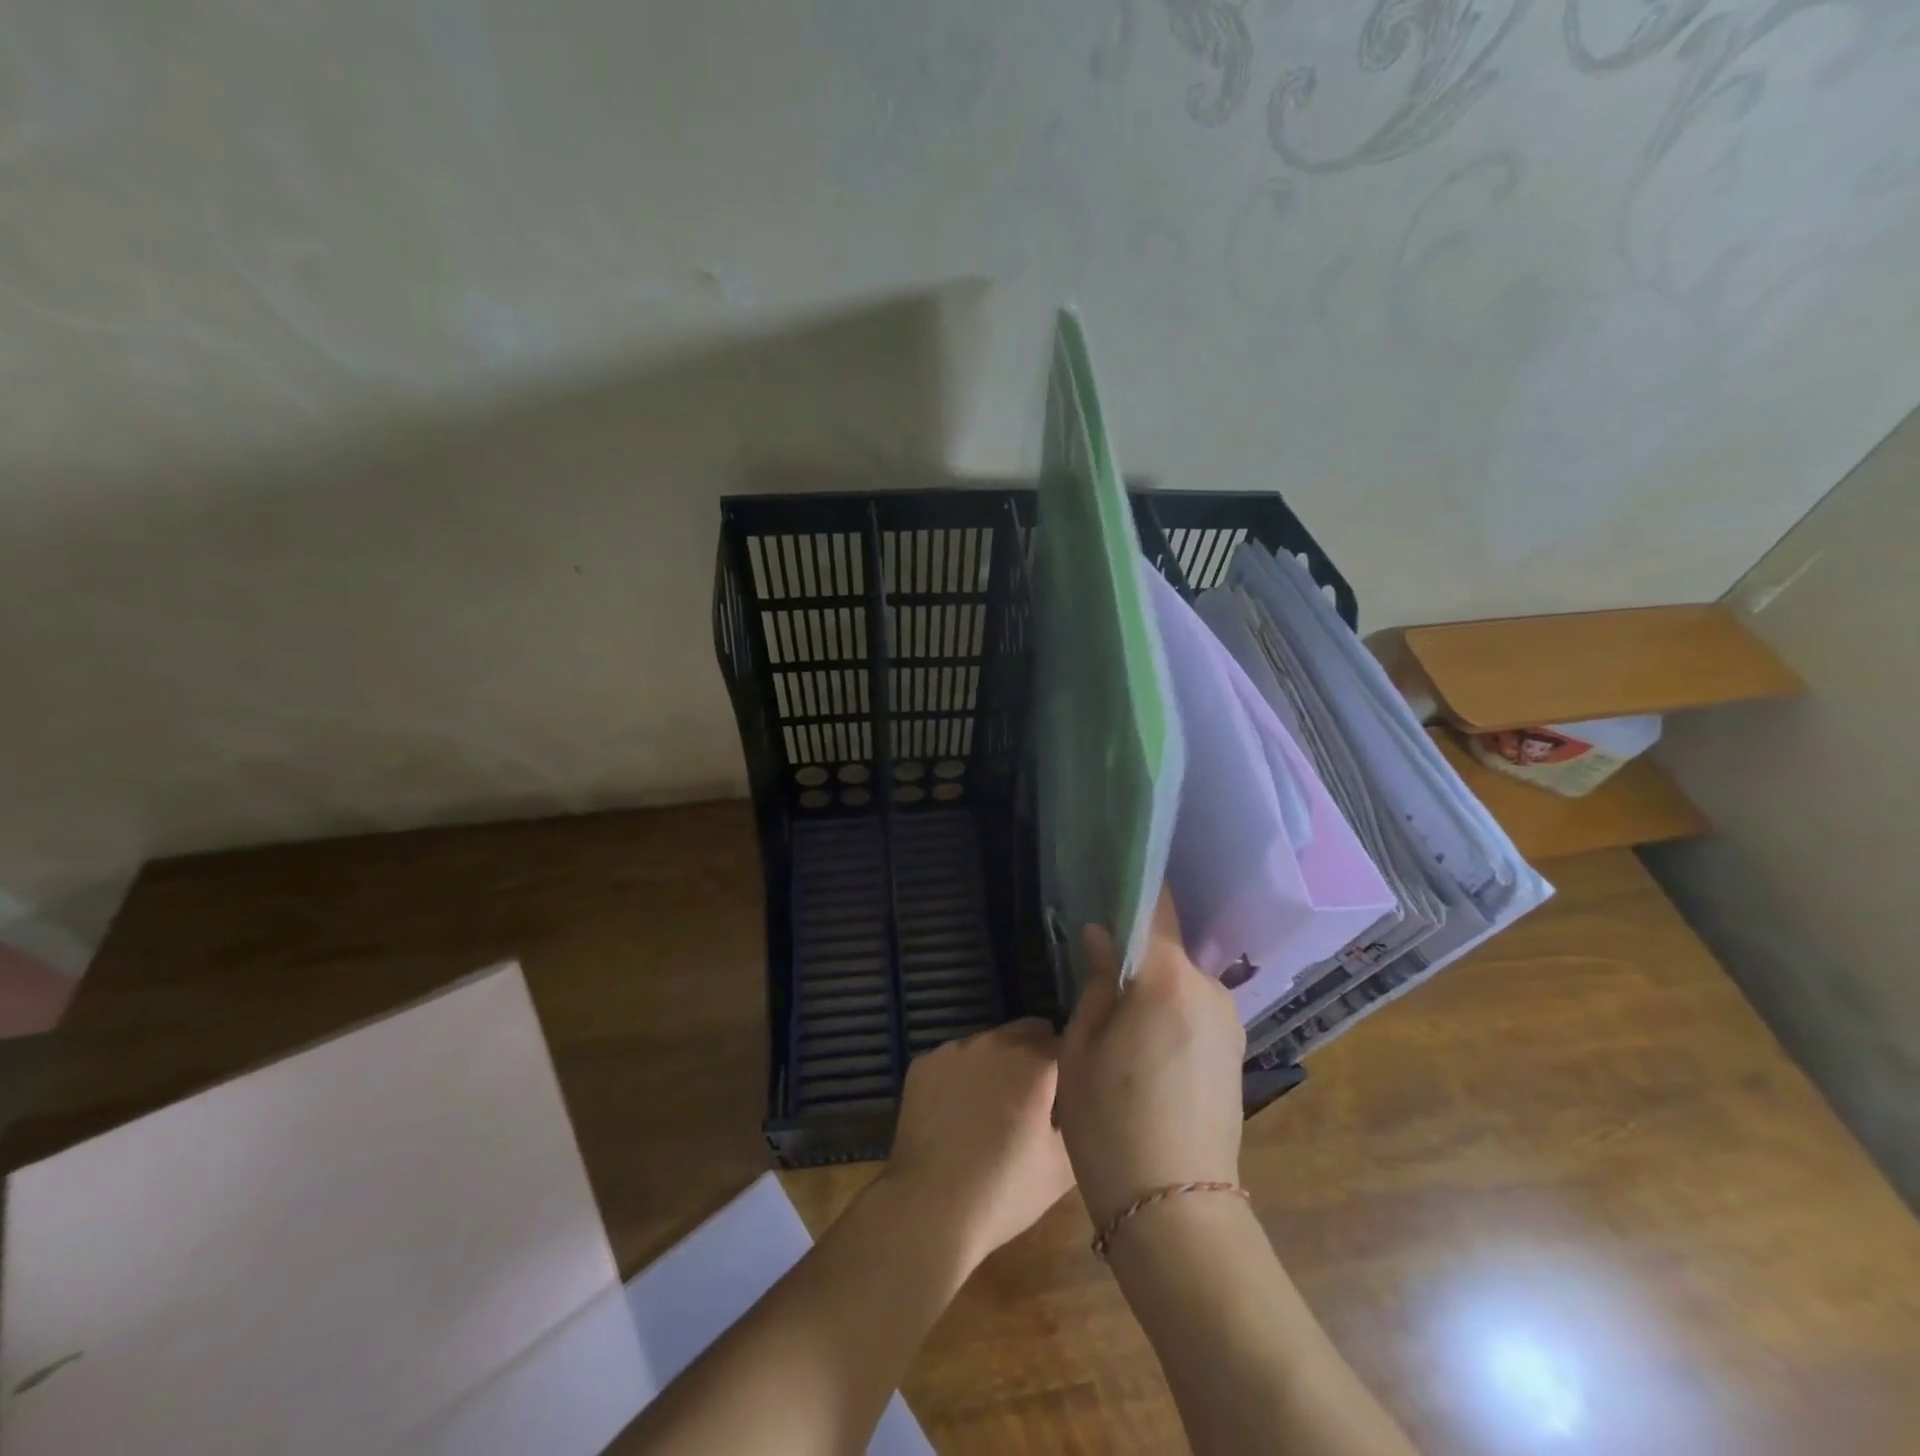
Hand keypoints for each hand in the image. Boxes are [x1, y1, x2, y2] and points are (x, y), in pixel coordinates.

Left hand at [884, 1019, 1075, 1270]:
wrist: (928, 1210)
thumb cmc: (1003, 1192)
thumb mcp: (1062, 1167)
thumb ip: (1081, 1121)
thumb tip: (1084, 1101)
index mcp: (1034, 1063)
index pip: (1068, 1044)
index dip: (1074, 1067)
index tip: (1072, 1092)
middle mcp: (995, 1042)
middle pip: (1030, 1032)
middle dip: (1039, 1056)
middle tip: (1036, 1099)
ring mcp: (955, 1049)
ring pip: (991, 1042)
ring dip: (1000, 1063)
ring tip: (994, 1108)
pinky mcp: (924, 1063)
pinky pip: (956, 1058)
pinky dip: (964, 1076)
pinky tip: (958, 1112)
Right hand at [1056, 888, 1246, 1228]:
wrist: (1175, 1211)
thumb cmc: (1111, 1123)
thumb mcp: (1082, 1048)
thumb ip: (1096, 983)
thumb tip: (1100, 937)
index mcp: (1168, 979)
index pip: (1157, 909)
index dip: (1135, 888)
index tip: (1111, 878)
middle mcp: (1209, 990)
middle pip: (1168, 949)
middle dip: (1136, 953)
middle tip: (1097, 974)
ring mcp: (1229, 1023)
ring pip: (1181, 983)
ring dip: (1153, 988)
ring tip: (1119, 1023)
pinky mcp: (1235, 1052)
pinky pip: (1195, 1011)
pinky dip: (1170, 1013)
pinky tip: (1146, 1051)